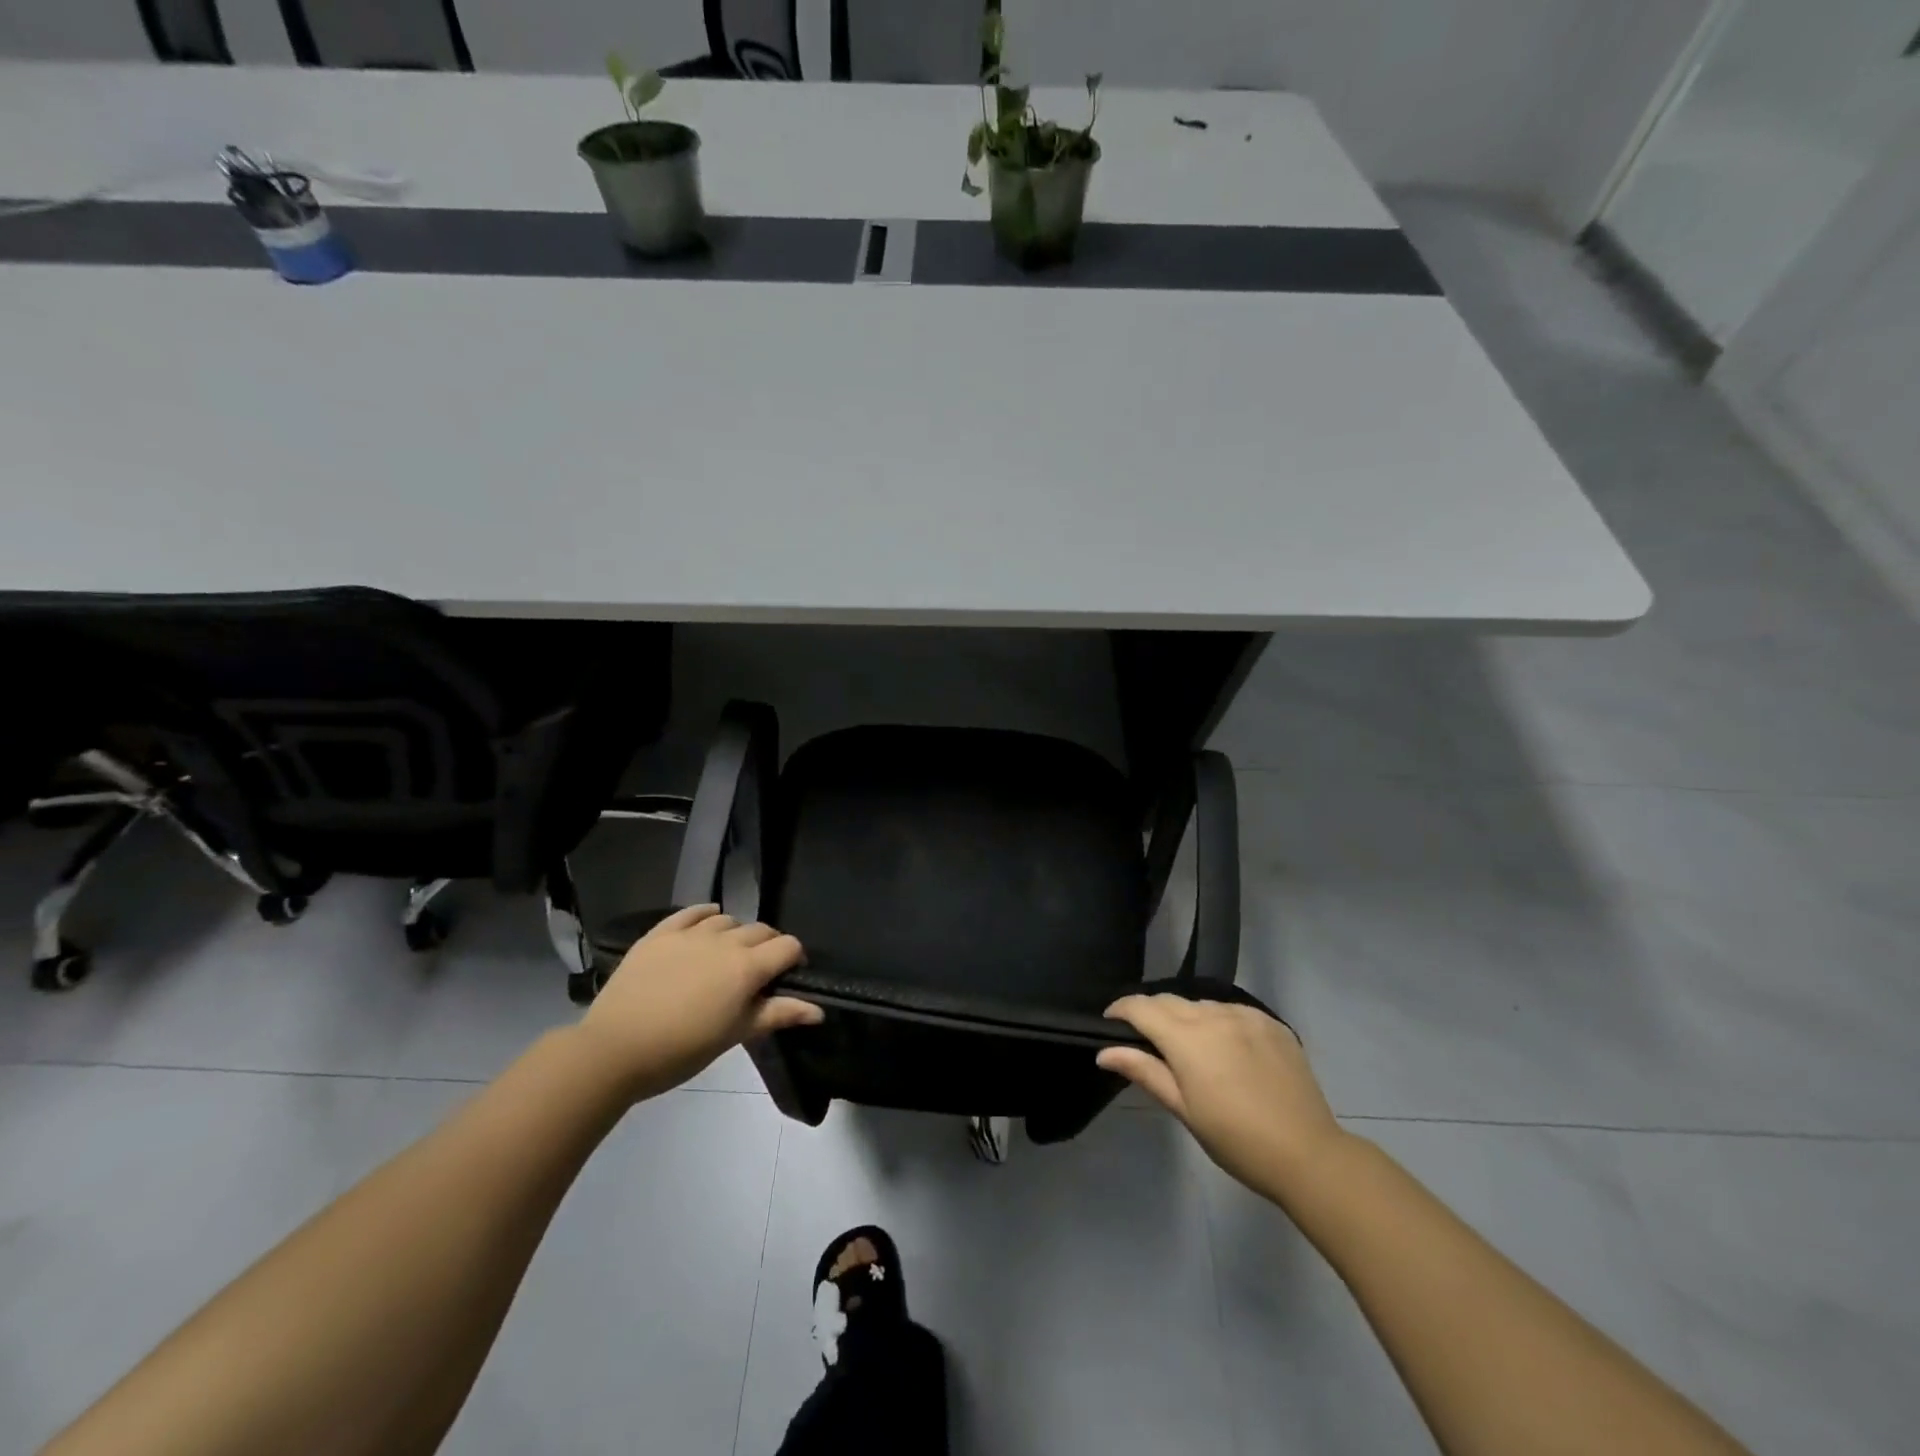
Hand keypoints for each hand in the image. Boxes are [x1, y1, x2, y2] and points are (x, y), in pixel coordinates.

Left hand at [577, 904, 820, 1099]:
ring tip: (726, 957)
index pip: (788, 946)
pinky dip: (705, 914)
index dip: (794, 959)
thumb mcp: (735, 1035)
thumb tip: (819, 1011)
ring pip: (728, 920)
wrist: (615, 1049)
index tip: (787, 978)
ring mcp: (691, 933)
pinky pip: (691, 912)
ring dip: (736, 934)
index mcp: (747, 967)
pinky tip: (706, 924)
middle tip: (757, 974)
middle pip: (761, 930)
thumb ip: (778, 1014)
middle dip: (767, 947)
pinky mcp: (661, 933)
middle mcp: (725, 941)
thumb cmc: (682, 1050)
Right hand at [1098, 995, 1345, 1203]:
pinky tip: (1226, 1050)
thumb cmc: (1236, 1140)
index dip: (1120, 1010)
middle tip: (1147, 1042)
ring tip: (1190, 1049)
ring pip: (1201, 1005)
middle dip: (1151, 1013)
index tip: (1110, 1024)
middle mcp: (1214, 1015)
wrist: (1308, 1155)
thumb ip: (1144, 1072)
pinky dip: (1219, 1023)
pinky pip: (1232, 1011)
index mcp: (1187, 1038)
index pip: (1141, 1007)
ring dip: (1186, 1018)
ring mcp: (1246, 1015)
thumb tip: (1104, 1052)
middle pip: (1169, 1000)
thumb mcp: (1184, 1110)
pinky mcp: (1271, 1023)